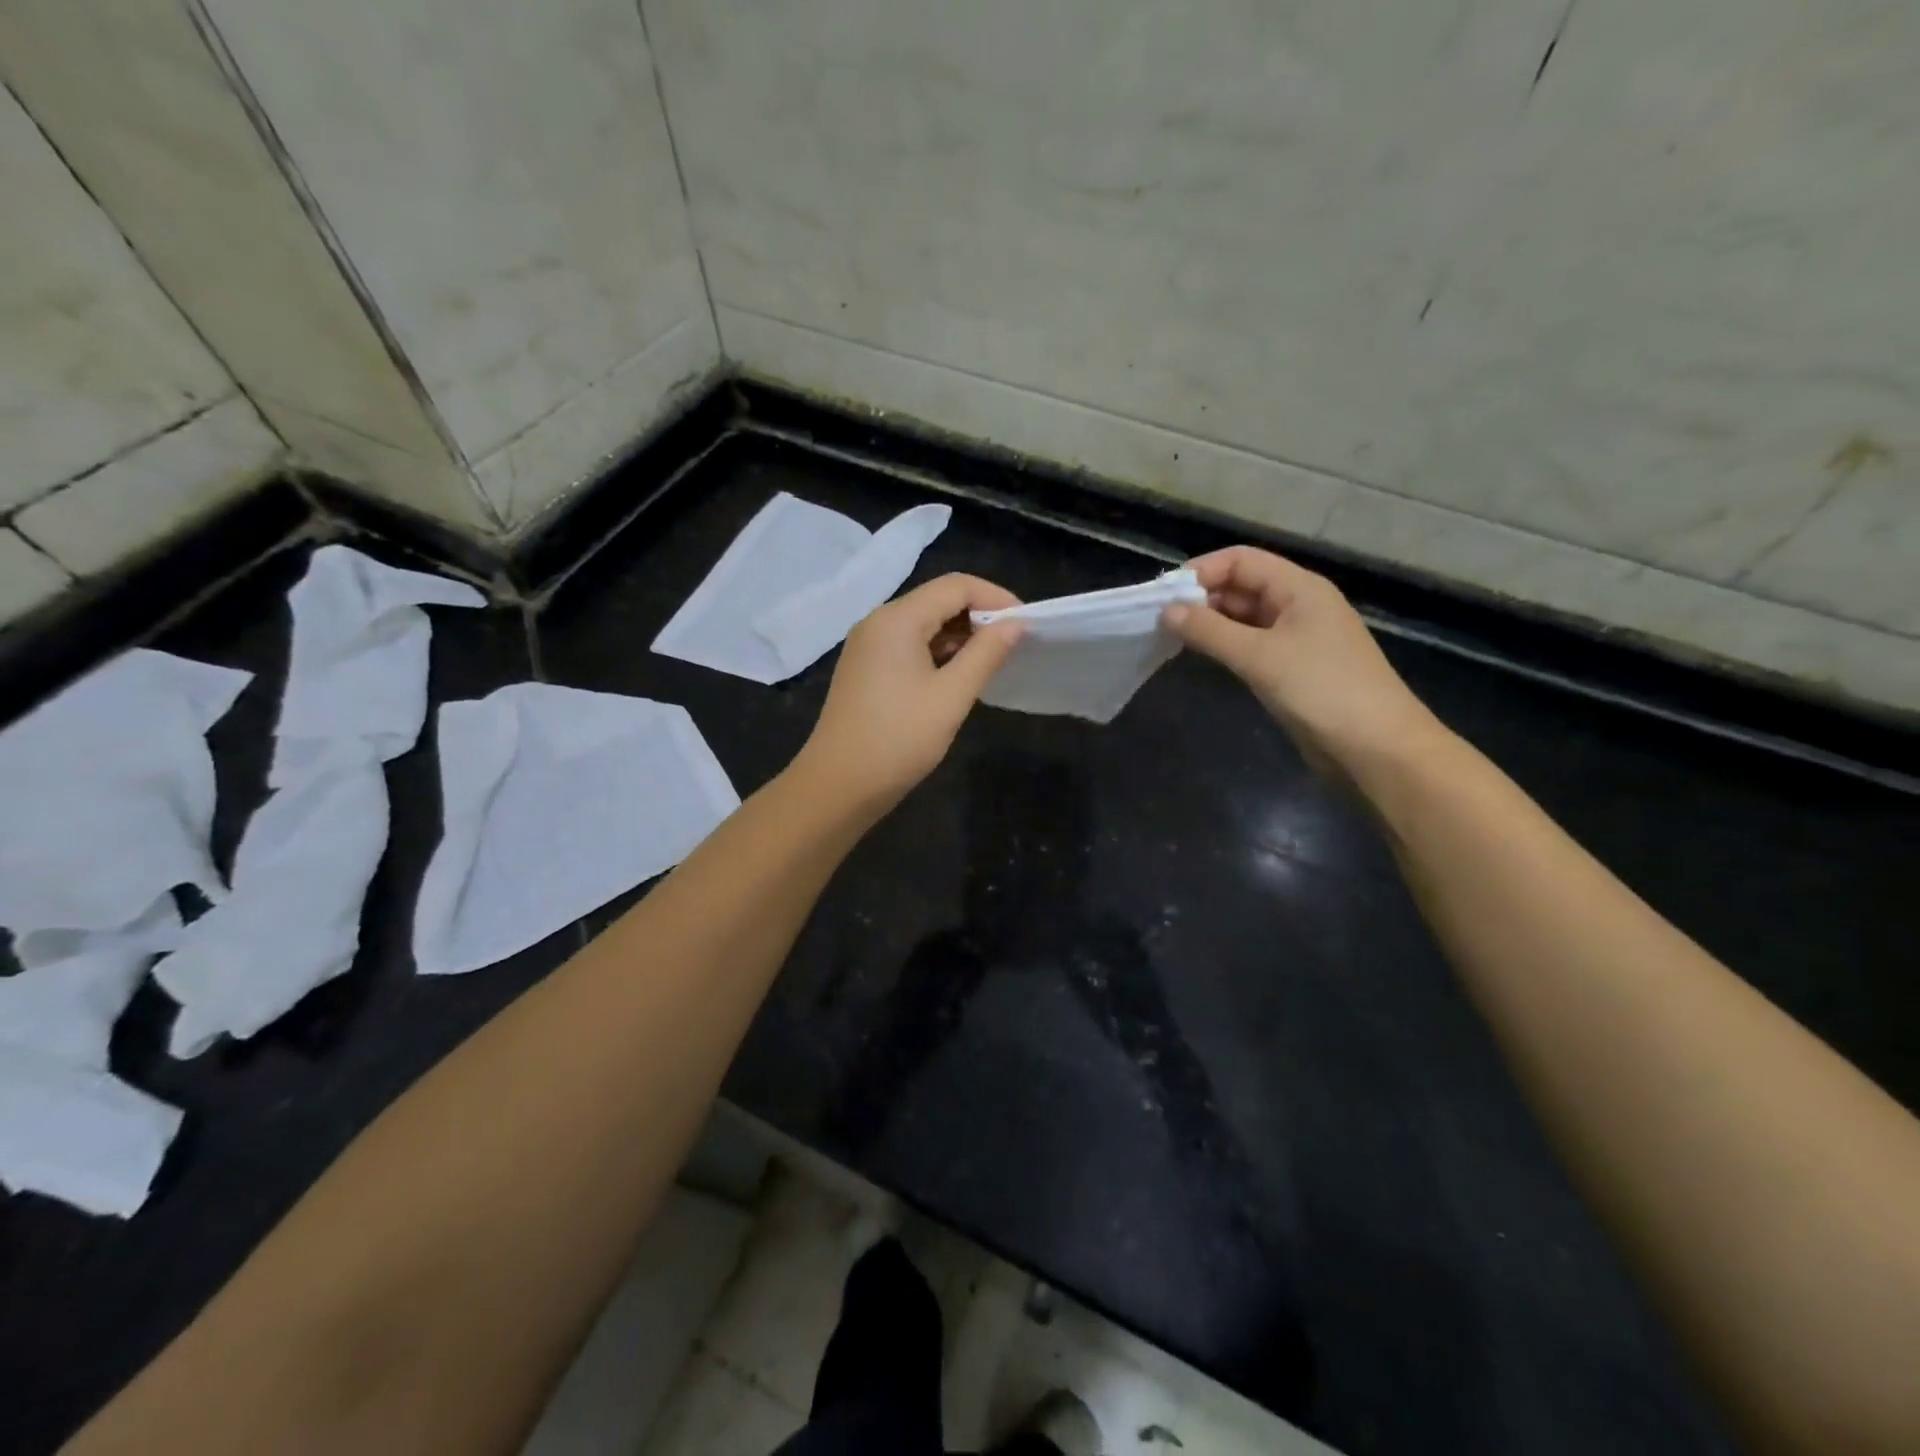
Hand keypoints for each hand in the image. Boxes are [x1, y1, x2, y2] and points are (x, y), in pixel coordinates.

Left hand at [794, 574, 1024, 814]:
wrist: (838, 786)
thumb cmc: (898, 739)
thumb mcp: (951, 696)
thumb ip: (986, 653)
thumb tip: (1015, 624)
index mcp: (897, 619)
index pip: (956, 586)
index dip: (996, 598)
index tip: (1026, 625)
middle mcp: (878, 622)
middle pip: (937, 600)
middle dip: (978, 616)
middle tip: (1012, 646)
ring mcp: (868, 647)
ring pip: (923, 624)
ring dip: (959, 637)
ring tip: (991, 663)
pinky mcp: (866, 670)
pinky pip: (908, 646)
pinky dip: (937, 653)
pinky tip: (957, 677)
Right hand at [1164, 546, 1445, 775]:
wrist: (1376, 748)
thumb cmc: (1320, 690)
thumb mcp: (1259, 656)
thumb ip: (1209, 631)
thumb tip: (1167, 611)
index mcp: (1299, 588)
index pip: (1242, 560)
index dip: (1202, 571)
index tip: (1164, 595)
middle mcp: (1299, 605)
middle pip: (1243, 585)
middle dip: (1202, 597)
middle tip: (1160, 620)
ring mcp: (1299, 637)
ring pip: (1245, 617)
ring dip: (1211, 623)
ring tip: (1172, 637)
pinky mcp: (1294, 668)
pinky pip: (1253, 644)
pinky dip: (1226, 645)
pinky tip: (1203, 657)